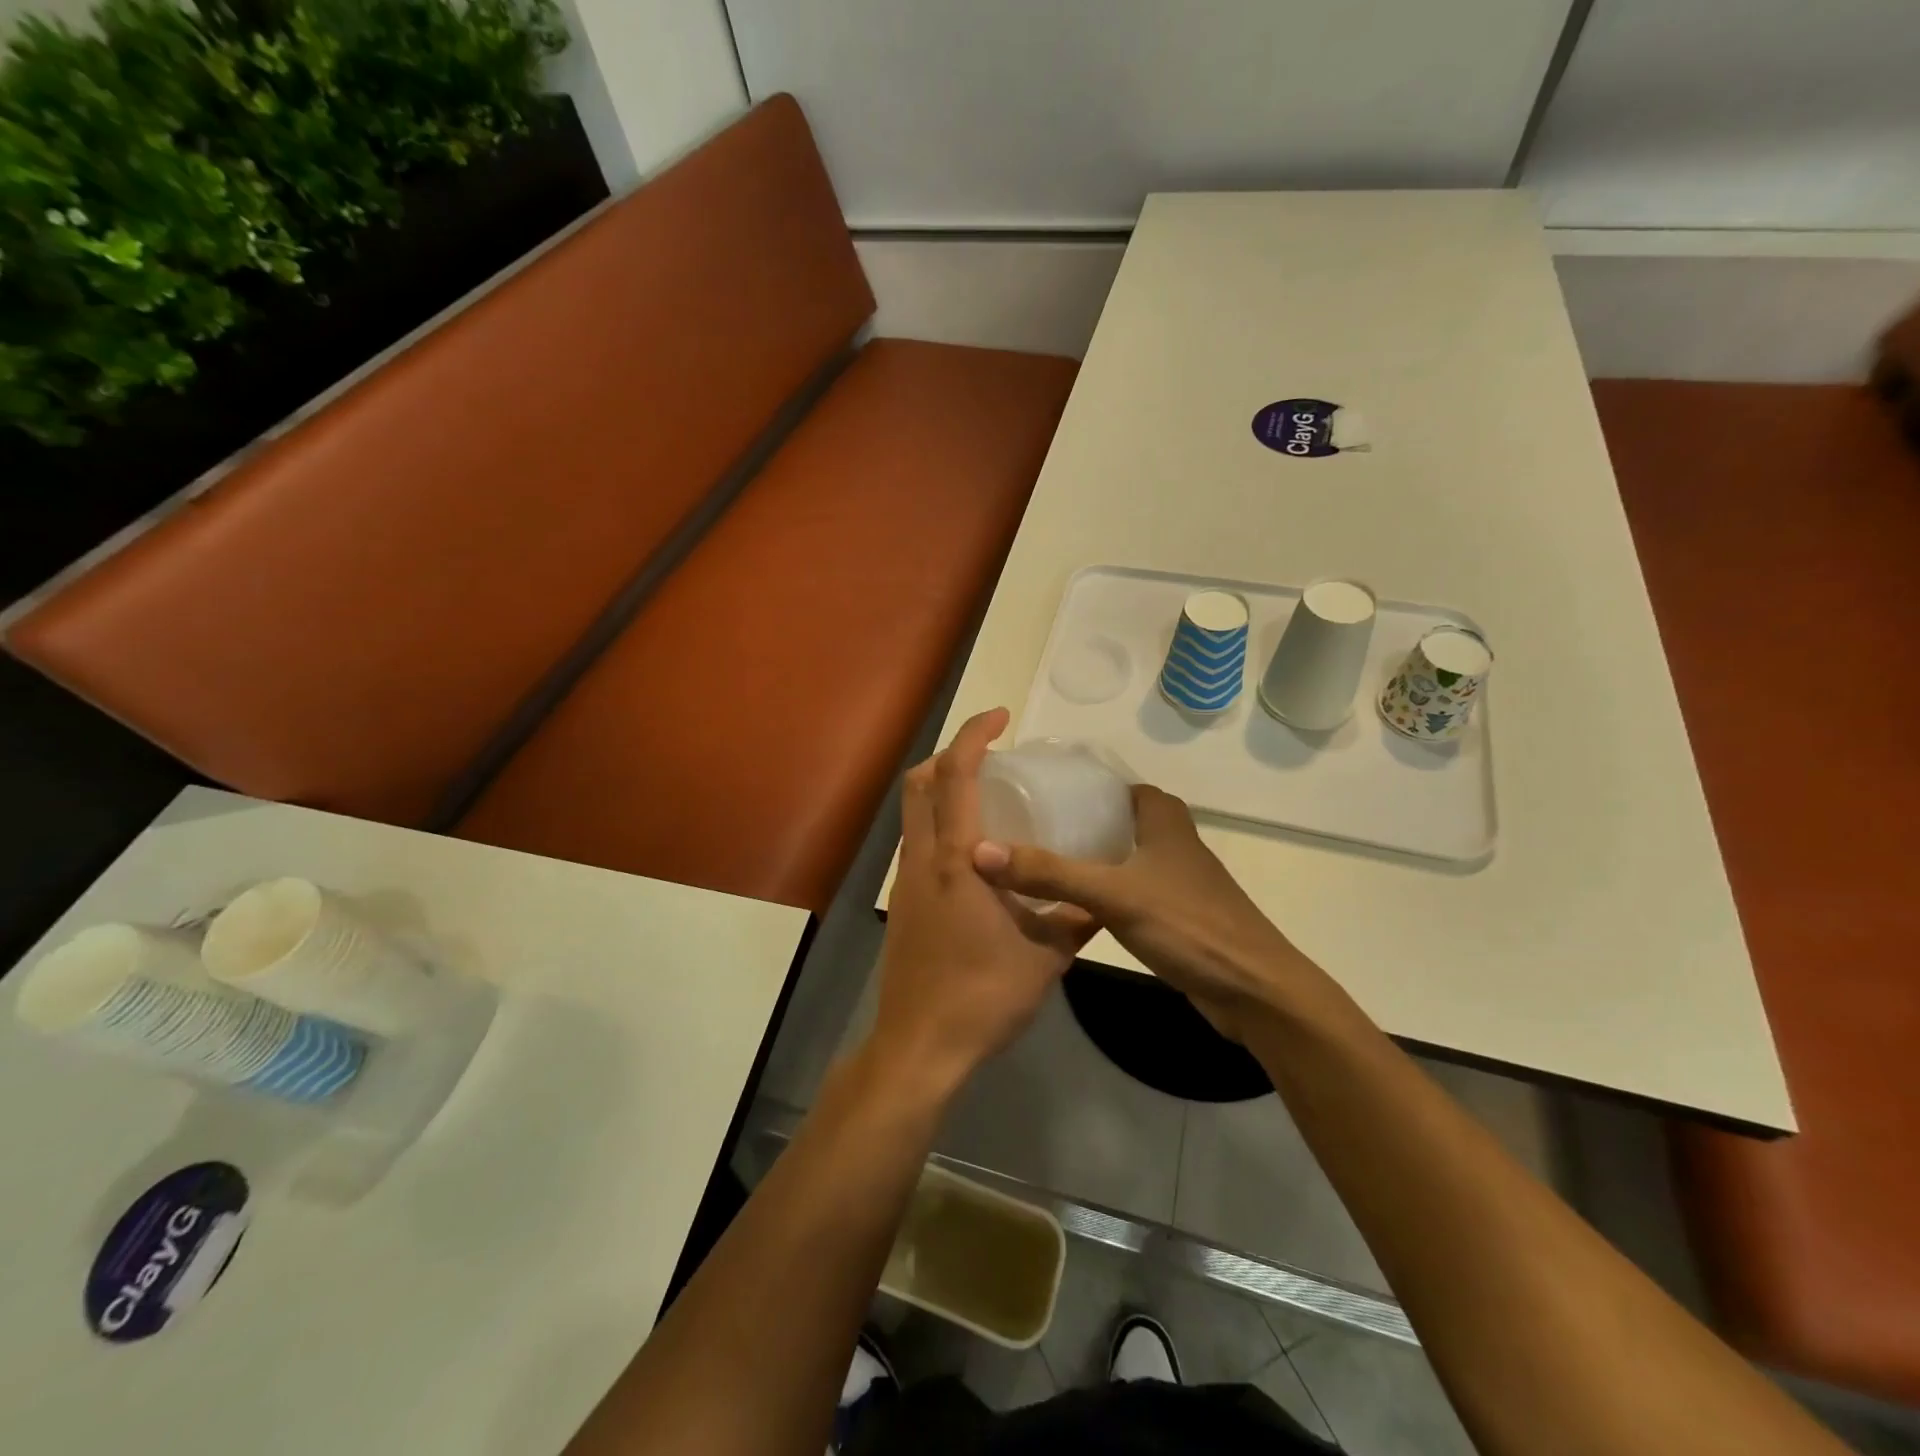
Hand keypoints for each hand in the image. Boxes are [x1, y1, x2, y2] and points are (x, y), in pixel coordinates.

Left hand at [867, 709, 1096, 1098]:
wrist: (920, 1046)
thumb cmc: (983, 997)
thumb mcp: (1045, 958)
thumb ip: (1075, 921)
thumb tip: (1102, 902)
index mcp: (958, 860)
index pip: (955, 775)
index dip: (973, 735)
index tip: (1001, 717)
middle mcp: (924, 860)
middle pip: (919, 783)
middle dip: (950, 755)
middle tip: (991, 756)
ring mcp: (907, 882)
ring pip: (913, 814)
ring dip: (941, 790)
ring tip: (986, 799)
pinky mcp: (902, 905)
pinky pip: (917, 844)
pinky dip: (939, 826)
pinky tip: (974, 856)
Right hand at [972, 784, 1320, 1041]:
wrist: (1253, 990)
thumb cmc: (1188, 925)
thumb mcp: (1113, 894)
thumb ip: (1049, 873)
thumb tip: (981, 852)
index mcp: (1162, 816)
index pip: (1111, 783)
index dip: (1074, 784)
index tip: (1030, 792)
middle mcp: (1169, 837)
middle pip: (1112, 817)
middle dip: (1071, 821)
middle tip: (1023, 828)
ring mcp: (1173, 876)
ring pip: (1120, 853)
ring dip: (1084, 855)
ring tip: (1034, 860)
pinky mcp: (1173, 910)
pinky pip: (1126, 885)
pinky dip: (1099, 886)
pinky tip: (1068, 901)